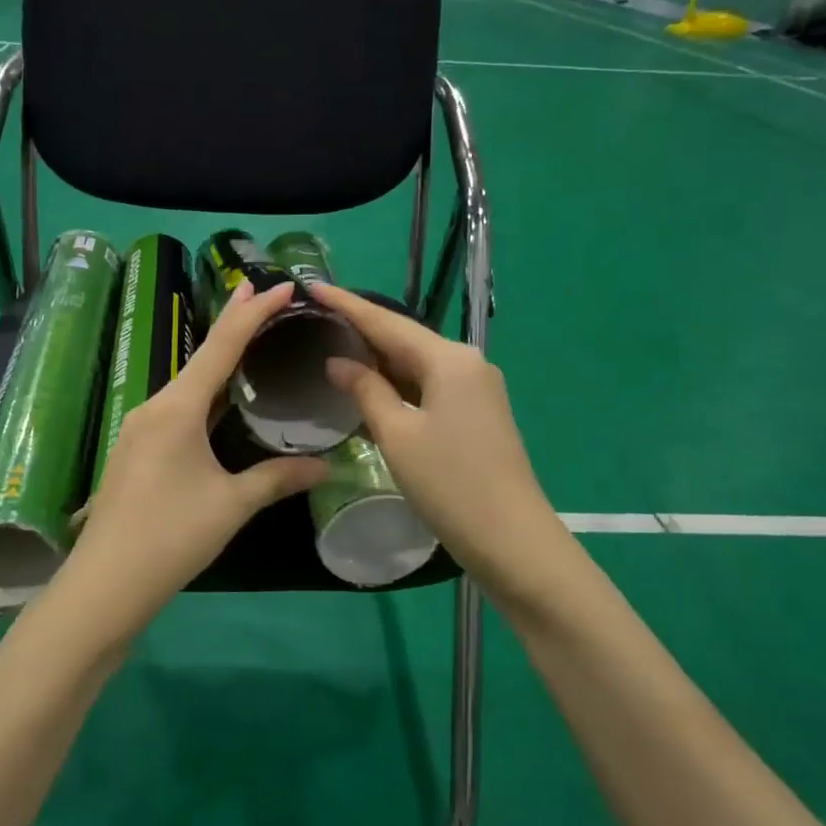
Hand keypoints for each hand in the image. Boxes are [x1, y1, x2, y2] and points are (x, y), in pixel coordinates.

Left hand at [58, 280, 328, 632]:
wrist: (105, 583)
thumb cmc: (172, 536)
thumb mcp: (232, 505)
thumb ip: (277, 478)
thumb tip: (324, 466)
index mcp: (177, 407)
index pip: (222, 346)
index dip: (252, 313)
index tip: (278, 285)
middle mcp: (154, 407)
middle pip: (201, 358)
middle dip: (233, 327)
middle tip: (262, 297)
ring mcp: (139, 429)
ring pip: (186, 385)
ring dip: (217, 362)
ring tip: (248, 342)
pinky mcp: (135, 452)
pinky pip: (176, 409)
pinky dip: (203, 394)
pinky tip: (218, 403)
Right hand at [310, 283, 566, 604]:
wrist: (512, 539)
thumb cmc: (449, 484)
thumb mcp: (398, 435)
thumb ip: (366, 391)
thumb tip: (339, 362)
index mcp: (449, 360)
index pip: (387, 323)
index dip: (347, 305)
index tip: (313, 286)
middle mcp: (467, 363)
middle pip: (405, 338)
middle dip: (362, 328)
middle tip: (317, 315)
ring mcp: (477, 389)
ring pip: (417, 363)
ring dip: (379, 357)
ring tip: (334, 344)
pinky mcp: (477, 414)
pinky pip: (429, 386)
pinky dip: (397, 383)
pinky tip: (371, 385)